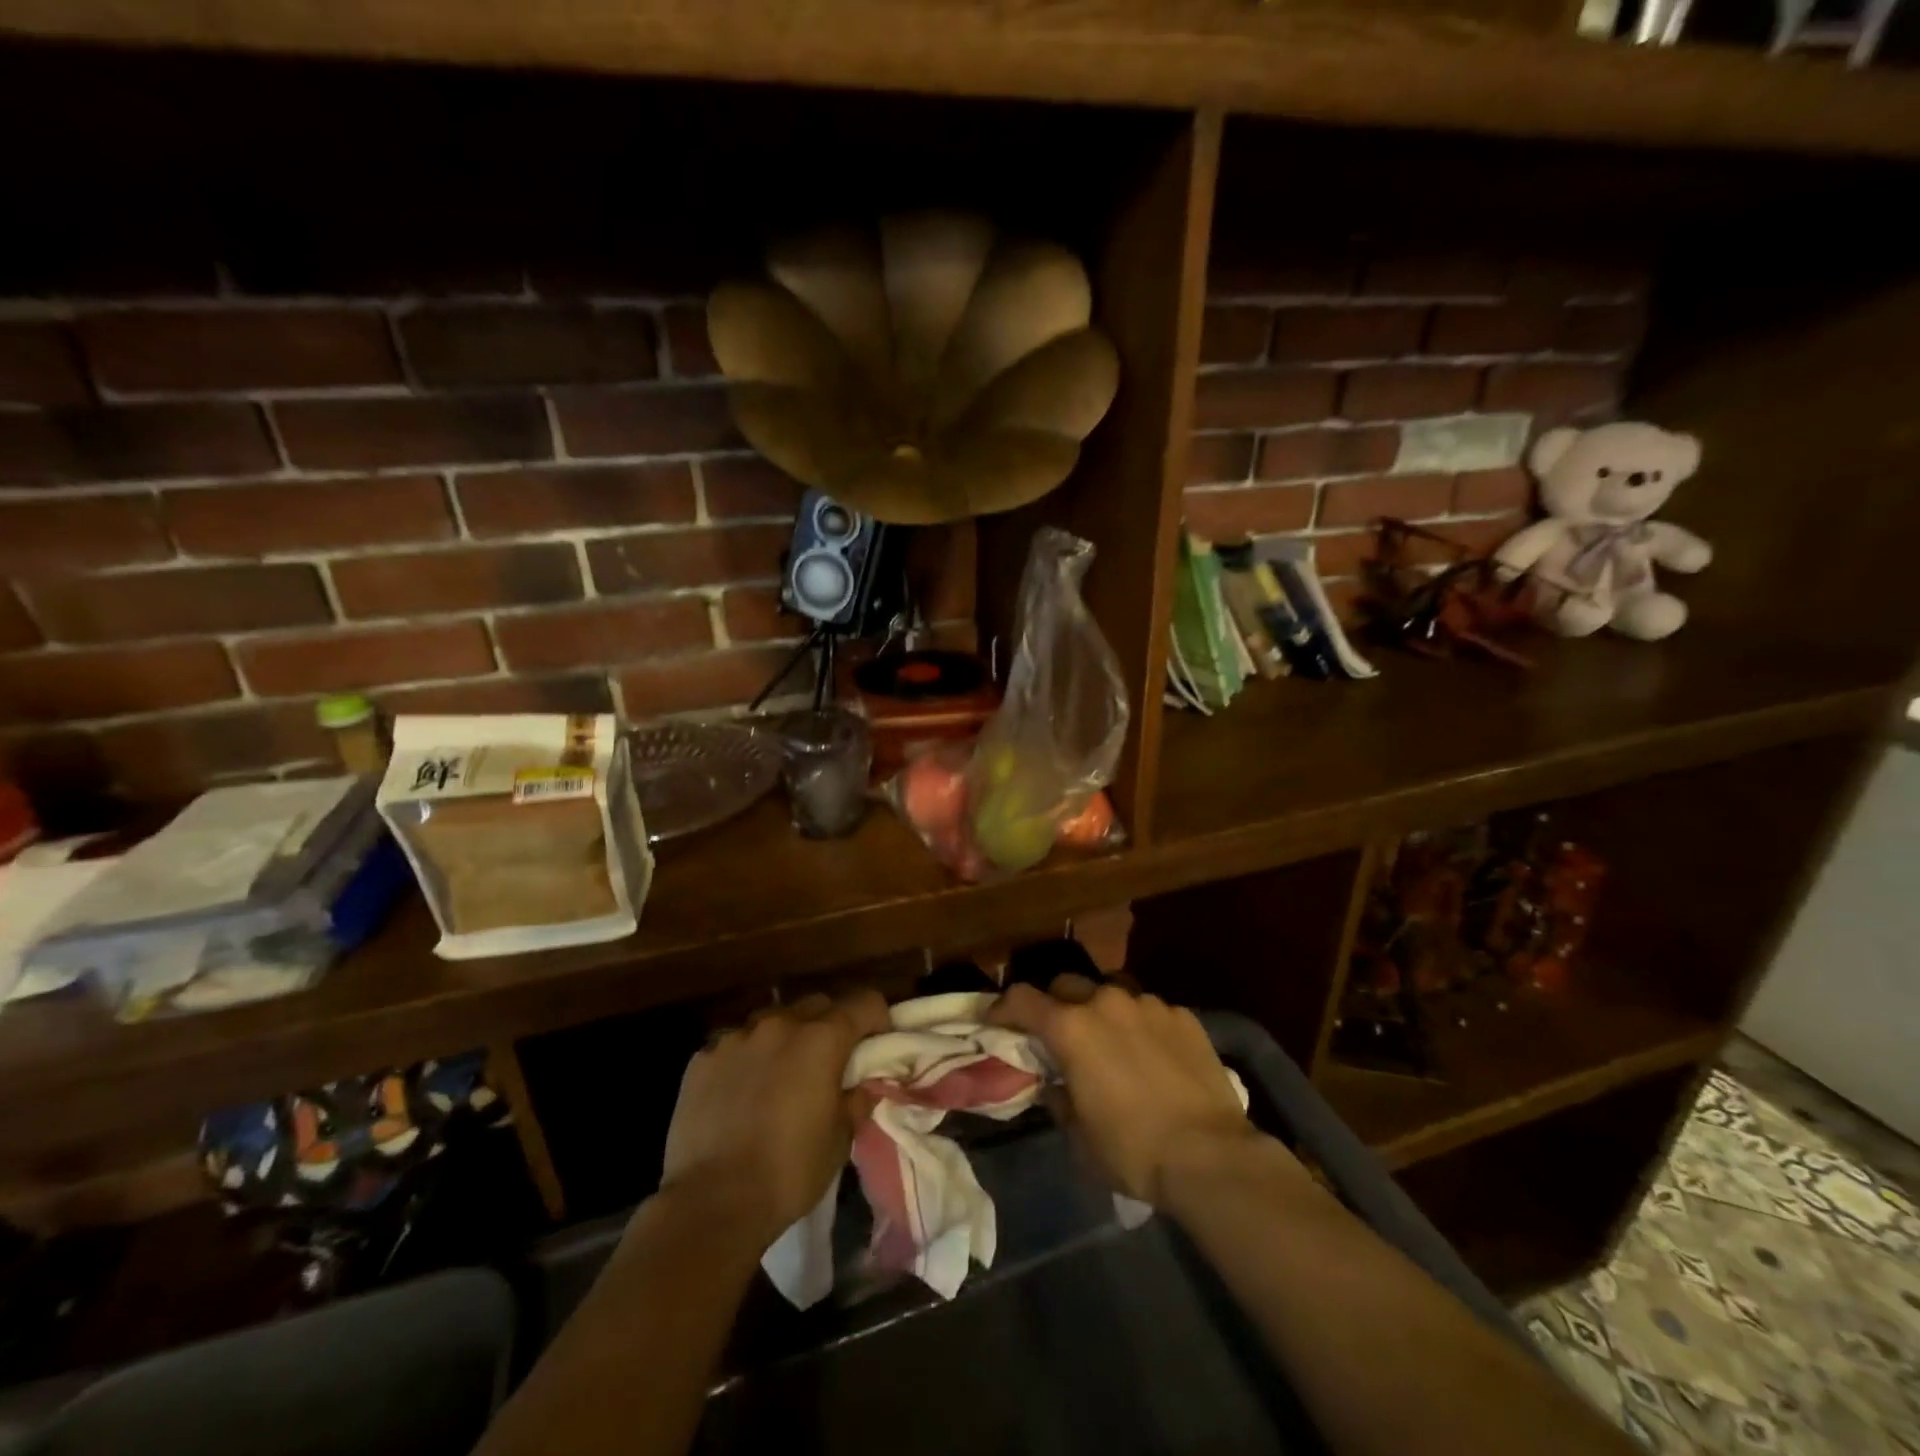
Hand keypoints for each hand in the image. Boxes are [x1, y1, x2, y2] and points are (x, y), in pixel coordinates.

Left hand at [660, 990, 889, 1245]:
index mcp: (822, 1039)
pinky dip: (747, 1057)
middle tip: (829, 1062)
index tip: (876, 1044)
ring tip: (780, 1074)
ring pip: (773, 1019)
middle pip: (817, 1005)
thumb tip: (863, 1085)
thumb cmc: (789, 1171)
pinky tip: (741, 1091)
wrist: (712, 1202)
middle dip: (830, 1025)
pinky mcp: (703, 1058)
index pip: (864, 1002)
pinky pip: (735, 1043)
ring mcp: (737, 1036)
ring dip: (785, 1037)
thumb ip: (856, 1100)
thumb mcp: (840, 1139)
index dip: (876, 1019)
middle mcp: (780, 1024)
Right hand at [989, 980, 1265, 1205]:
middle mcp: (1106, 1002)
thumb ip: (1059, 1098)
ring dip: (1101, 1011)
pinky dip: (1141, 1025)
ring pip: (1111, 992)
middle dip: (1056, 1004)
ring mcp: (1148, 1004)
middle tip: (1059, 1034)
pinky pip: (1149, 1010)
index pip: (1022, 999)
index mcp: (1071, 1029)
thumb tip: (1055, 1083)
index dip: (1003, 1007)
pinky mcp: (1182, 1015)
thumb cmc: (1133, 1150)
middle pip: (1066, 985)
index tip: (996, 1019)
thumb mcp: (1079, 1136)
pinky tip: (1153, 1056)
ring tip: (1111, 1042)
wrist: (1210, 1155)